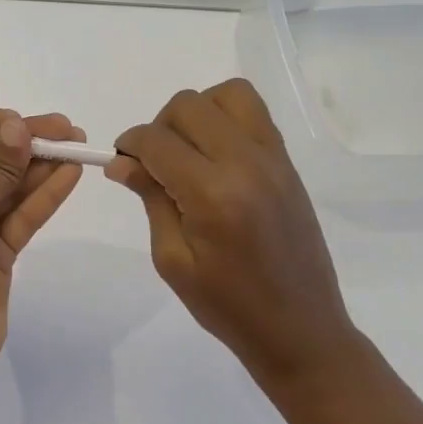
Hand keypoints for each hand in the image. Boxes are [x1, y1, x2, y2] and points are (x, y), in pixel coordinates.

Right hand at [107, 79, 356, 390]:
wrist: (301, 329)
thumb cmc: (228, 306)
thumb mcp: (173, 260)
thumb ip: (150, 199)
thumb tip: (122, 162)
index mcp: (213, 194)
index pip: (158, 141)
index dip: (130, 145)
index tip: (122, 162)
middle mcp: (246, 164)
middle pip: (189, 105)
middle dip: (160, 126)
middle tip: (155, 163)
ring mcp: (274, 159)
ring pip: (228, 94)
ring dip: (197, 112)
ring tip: (188, 151)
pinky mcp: (288, 163)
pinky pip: (254, 113)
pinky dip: (226, 118)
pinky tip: (215, 157)